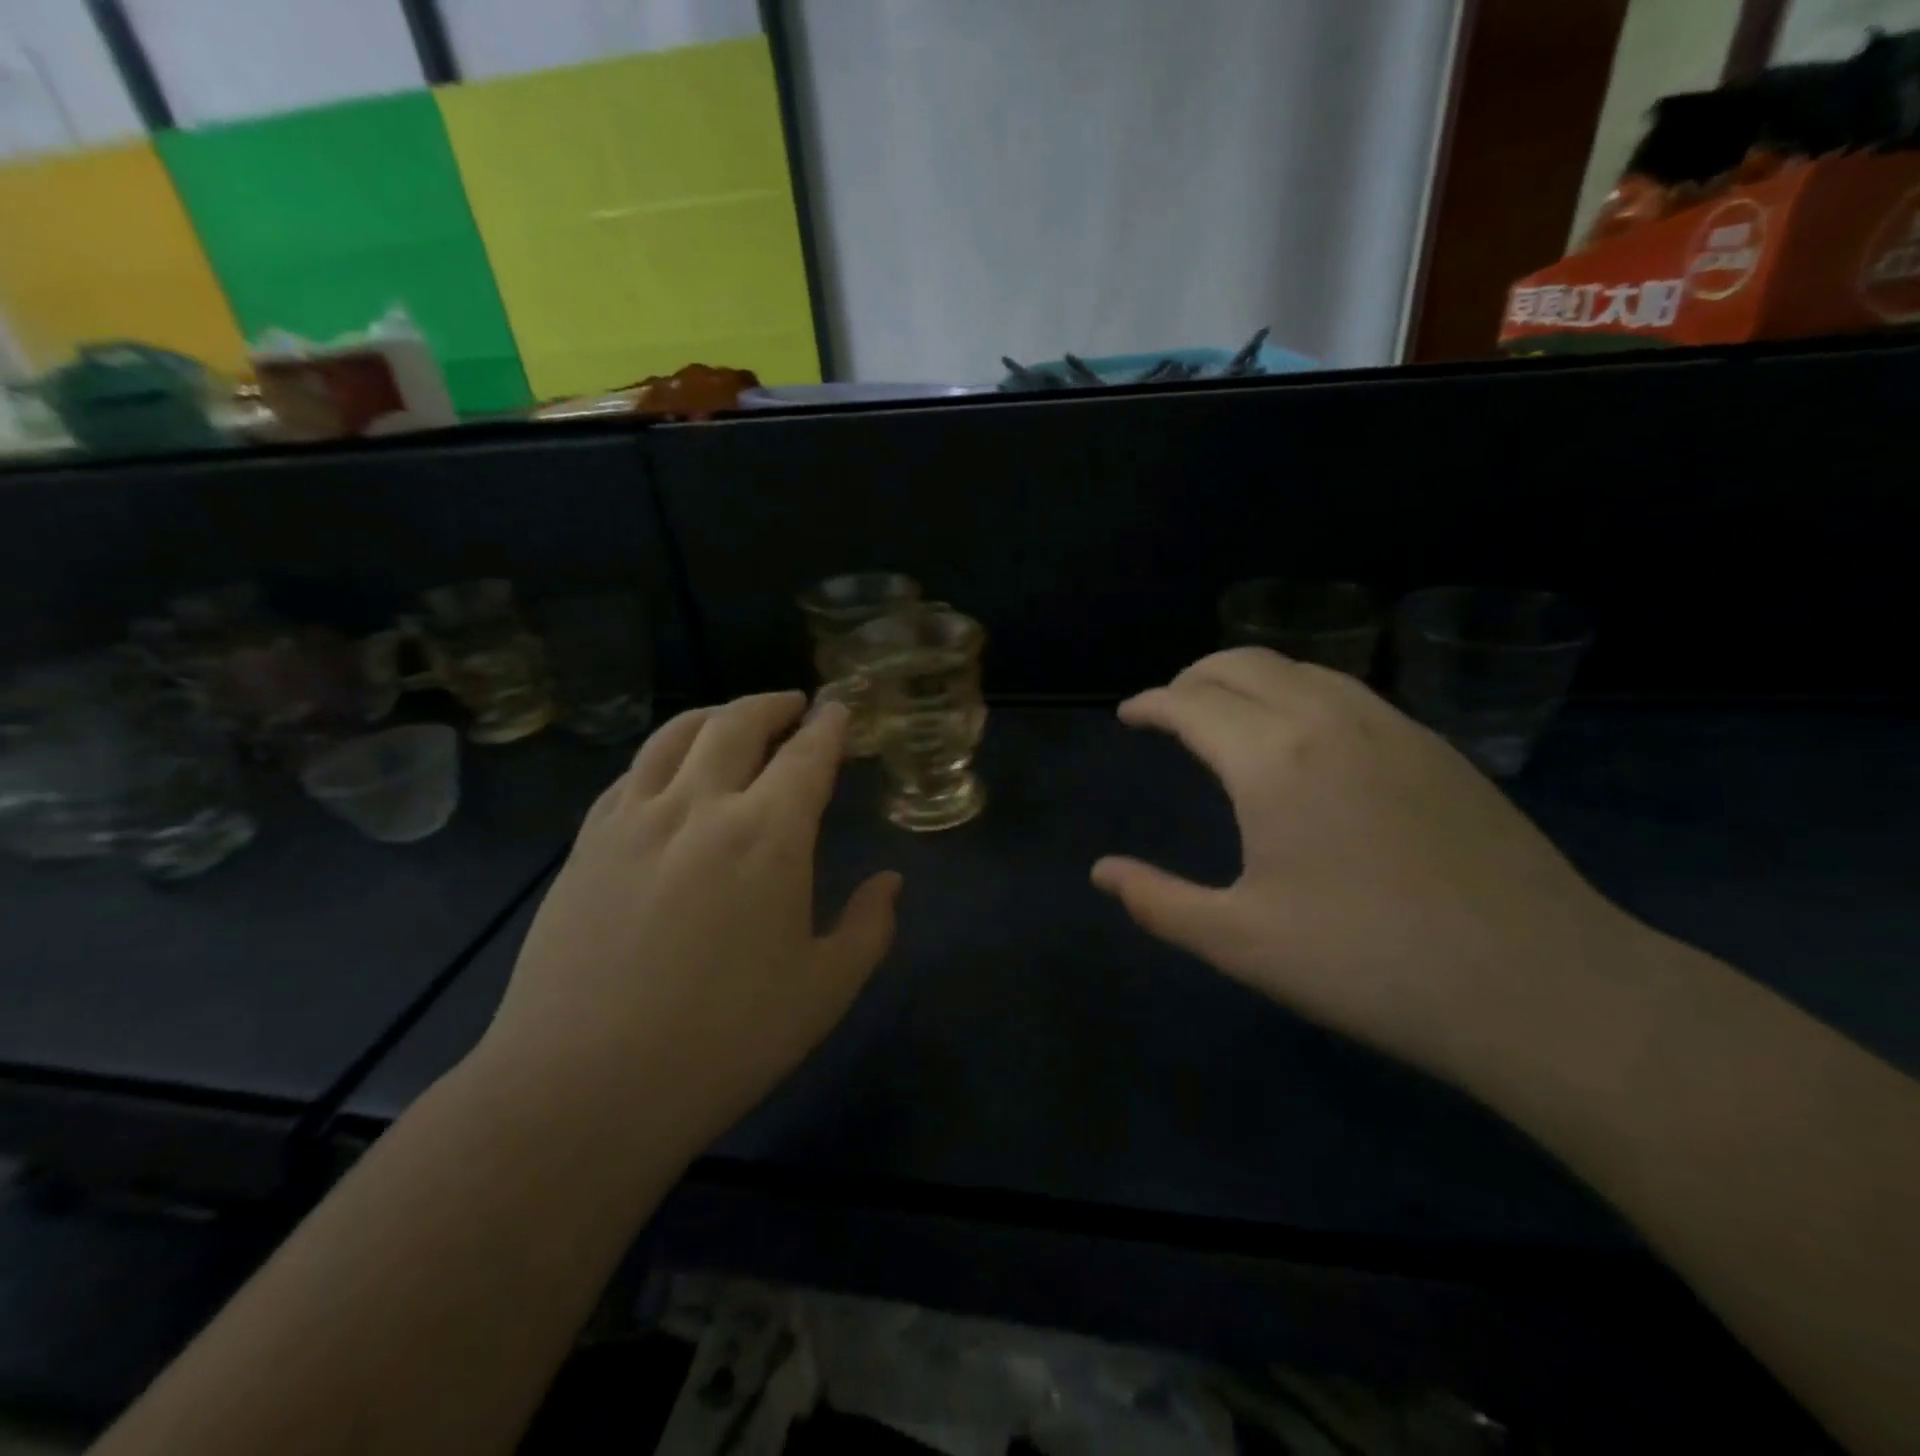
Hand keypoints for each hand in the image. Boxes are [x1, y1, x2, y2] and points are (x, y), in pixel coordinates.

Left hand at [478, 693, 899, 1153]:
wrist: (583, 1089)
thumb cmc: (724, 1041)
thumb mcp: (824, 991)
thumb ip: (868, 927)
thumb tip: (890, 882)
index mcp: (769, 836)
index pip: (807, 755)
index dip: (828, 725)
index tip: (839, 708)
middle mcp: (700, 807)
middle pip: (737, 724)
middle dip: (772, 704)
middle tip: (793, 705)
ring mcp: (634, 819)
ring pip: (676, 735)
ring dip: (715, 714)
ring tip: (734, 719)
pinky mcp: (586, 843)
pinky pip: (630, 772)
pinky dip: (663, 753)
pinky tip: (669, 770)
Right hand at [1092, 649, 1642, 1085]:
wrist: (1539, 986)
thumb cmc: (1368, 964)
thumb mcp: (1240, 942)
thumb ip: (1158, 901)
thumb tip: (1102, 872)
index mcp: (1271, 759)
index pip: (1191, 703)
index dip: (1151, 703)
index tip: (1130, 715)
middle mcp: (1327, 720)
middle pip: (1243, 664)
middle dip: (1193, 676)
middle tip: (1169, 708)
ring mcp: (1391, 726)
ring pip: (1301, 669)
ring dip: (1249, 678)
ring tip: (1227, 712)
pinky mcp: (1436, 747)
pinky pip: (1347, 691)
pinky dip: (1300, 691)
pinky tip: (1304, 736)